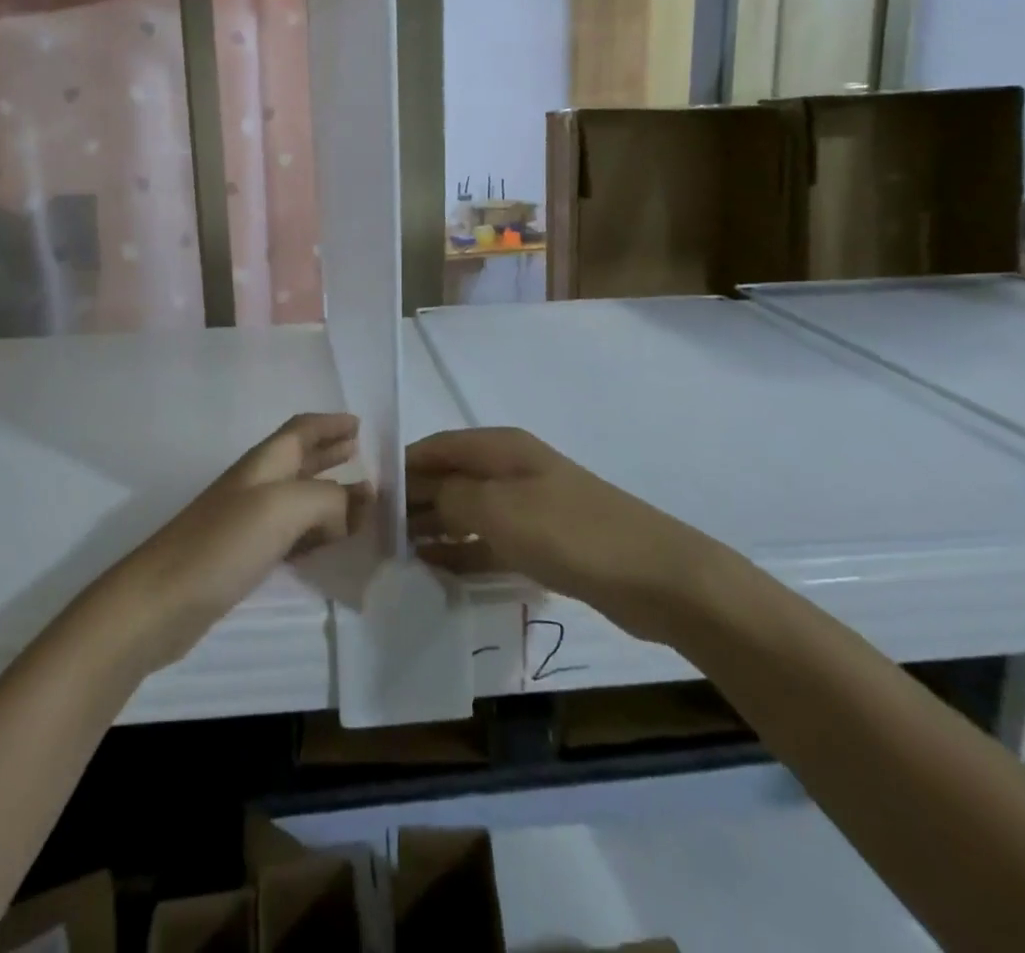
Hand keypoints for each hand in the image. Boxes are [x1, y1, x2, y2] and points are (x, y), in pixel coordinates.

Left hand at [94, 413, 369, 669]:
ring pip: (297, 497)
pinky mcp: (243, 556)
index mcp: (264, 463)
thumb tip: (352, 510)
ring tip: (358, 498)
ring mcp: (247, 521)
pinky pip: (289, 532)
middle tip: (361, 453)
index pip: (301, 430)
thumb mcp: (284, 508)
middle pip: (299, 459)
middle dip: (330, 452)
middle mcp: (256, 485)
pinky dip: (314, 530)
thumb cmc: (223, 542)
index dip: (329, 424)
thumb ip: (328, 500)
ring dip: (327, 493)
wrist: (161, 600)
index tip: (359, 424)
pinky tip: (326, 541)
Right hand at [406, 426, 733, 644]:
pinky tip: (436, 571)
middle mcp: (509, 470)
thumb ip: (450, 497)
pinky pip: (489, 543)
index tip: (367, 497)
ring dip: (434, 529)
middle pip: (449, 479)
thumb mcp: (499, 508)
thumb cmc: (571, 531)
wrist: (657, 577)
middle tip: (375, 536)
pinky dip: (463, 553)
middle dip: (414, 502)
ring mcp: (528, 507)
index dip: (401, 467)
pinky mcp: (542, 543)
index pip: (435, 448)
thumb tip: (417, 495)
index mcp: (499, 447)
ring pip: (466, 512)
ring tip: (396, 556)